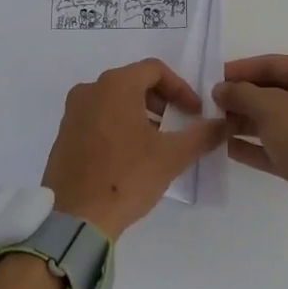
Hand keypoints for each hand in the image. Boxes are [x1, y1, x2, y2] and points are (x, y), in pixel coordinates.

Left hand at [43, 60, 224, 236]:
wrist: (75, 218)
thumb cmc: (126, 178)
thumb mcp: (172, 157)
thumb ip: (202, 135)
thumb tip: (223, 124)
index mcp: (115, 85)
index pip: (155, 70)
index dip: (180, 88)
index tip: (194, 112)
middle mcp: (90, 90)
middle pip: (133, 81)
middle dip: (160, 100)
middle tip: (177, 123)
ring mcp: (72, 112)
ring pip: (113, 100)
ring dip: (139, 113)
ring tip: (155, 141)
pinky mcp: (63, 134)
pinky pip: (96, 117)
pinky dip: (117, 125)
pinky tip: (128, 155)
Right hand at [215, 55, 287, 228]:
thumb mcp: (270, 107)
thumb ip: (241, 93)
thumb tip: (220, 89)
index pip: (273, 64)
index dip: (241, 70)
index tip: (213, 78)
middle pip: (274, 92)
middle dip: (241, 98)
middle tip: (210, 105)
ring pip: (275, 120)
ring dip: (244, 122)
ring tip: (213, 126)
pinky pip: (278, 145)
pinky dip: (255, 145)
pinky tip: (227, 147)